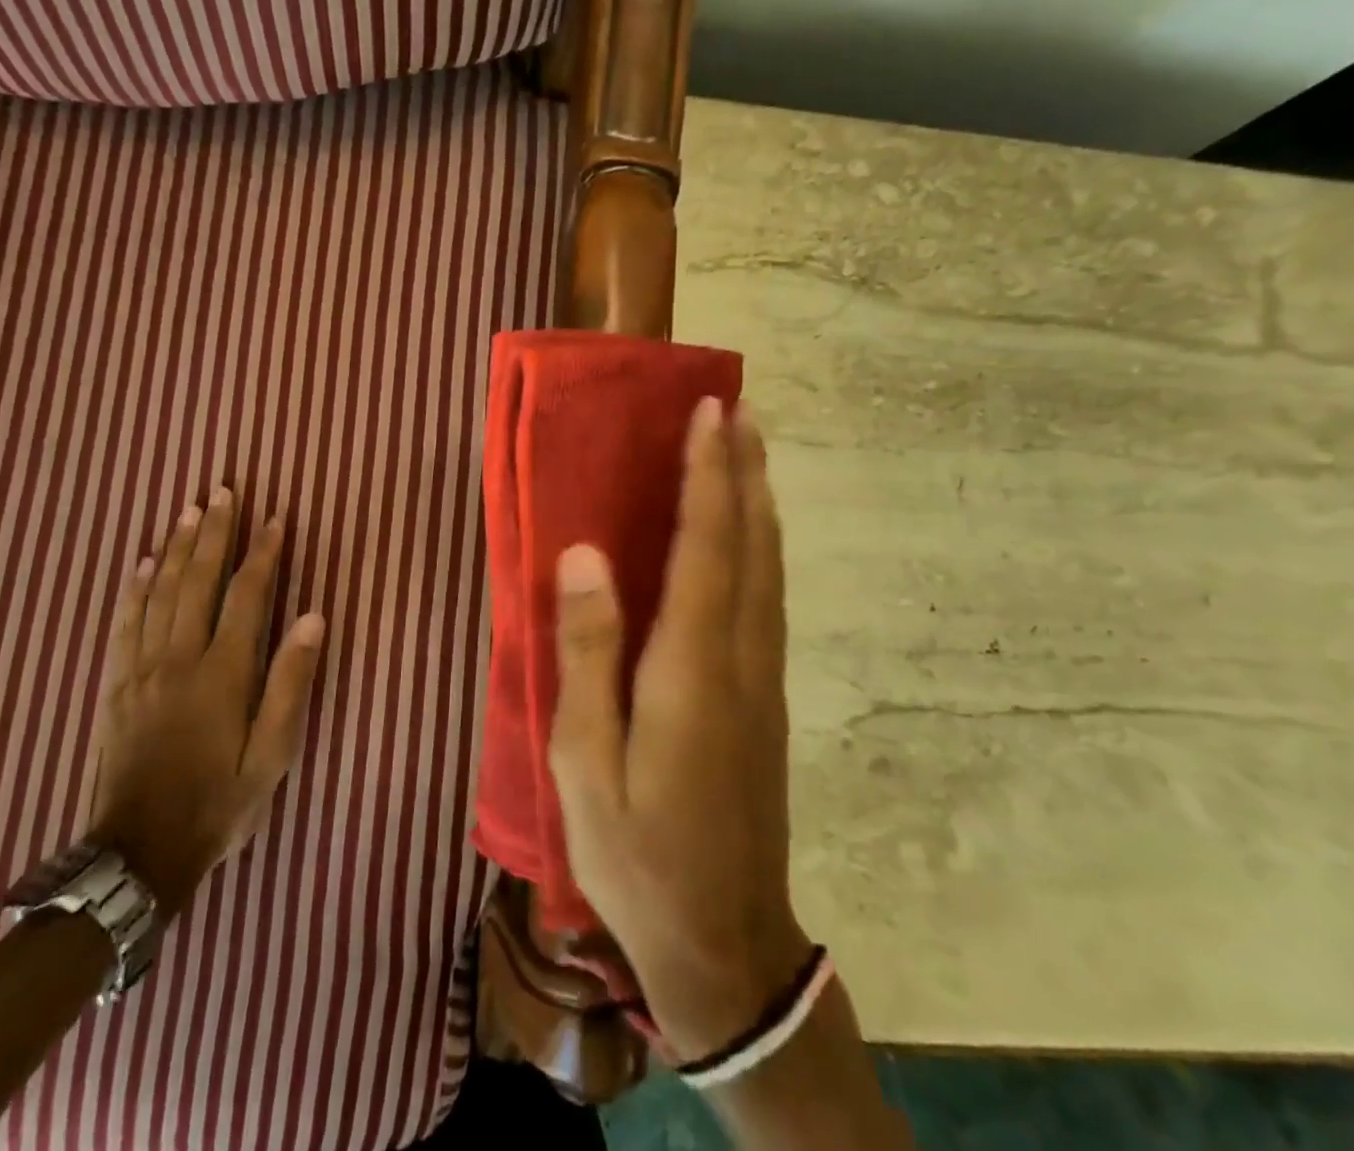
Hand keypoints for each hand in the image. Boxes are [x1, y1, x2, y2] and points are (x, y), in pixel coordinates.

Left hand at [88, 488, 325, 912]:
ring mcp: (140, 670)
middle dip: (213, 532)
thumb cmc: (219, 802)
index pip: (246, 595)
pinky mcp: (115, 686)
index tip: (275, 519)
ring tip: (188, 511)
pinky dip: (133, 589)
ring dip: (175, 548)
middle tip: (222, 491)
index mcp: (223, 673)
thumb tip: (312, 617)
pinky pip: (123, 624)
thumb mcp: (272, 754)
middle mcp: (179, 658)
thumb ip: (291, 682)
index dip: (262, 553)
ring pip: (158, 592)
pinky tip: (140, 563)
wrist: (139, 853)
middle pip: (196, 580)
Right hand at [548, 399, 811, 1061]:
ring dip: (759, 502)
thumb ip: (587, 653)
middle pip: (750, 546)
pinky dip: (761, 546)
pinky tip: (749, 535)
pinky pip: (768, 598)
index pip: (706, 548)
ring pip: (769, 569)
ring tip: (750, 450)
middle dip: (744, 472)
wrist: (725, 944)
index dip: (709, 476)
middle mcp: (739, 659)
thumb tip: (584, 554)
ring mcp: (762, 679)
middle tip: (739, 409)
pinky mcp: (764, 698)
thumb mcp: (585, 762)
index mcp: (691, 669)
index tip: (711, 414)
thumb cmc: (636, 853)